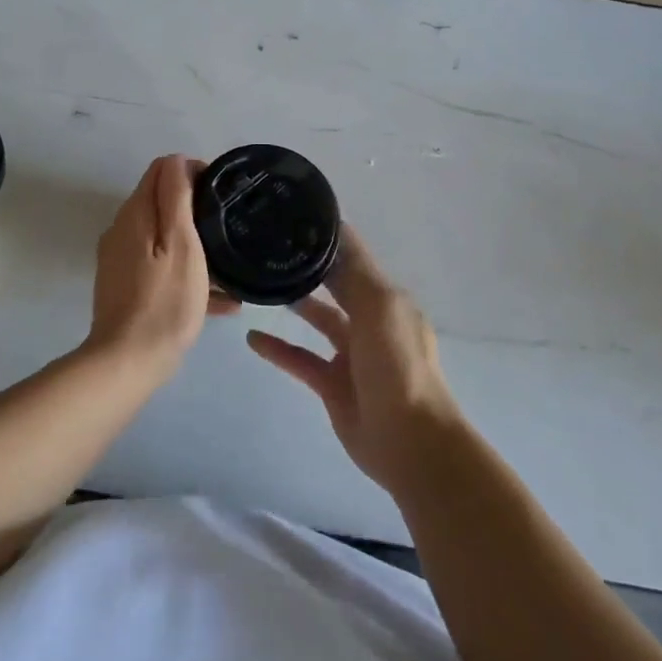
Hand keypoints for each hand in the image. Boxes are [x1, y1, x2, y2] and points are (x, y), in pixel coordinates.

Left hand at [87, 156, 238, 382]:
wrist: (128, 362)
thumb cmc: (164, 300)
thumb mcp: (181, 243)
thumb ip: (176, 197)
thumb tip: (176, 159)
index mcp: (135, 213)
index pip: (161, 169)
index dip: (192, 171)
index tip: (221, 192)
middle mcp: (122, 229)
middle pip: (161, 203)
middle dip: (195, 208)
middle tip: (228, 227)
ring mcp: (120, 259)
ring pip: (163, 237)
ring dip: (194, 244)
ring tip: (230, 267)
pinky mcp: (125, 286)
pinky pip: (160, 266)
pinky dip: (185, 271)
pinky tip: (220, 300)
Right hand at [246, 225, 463, 493]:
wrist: (410, 442)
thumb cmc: (398, 365)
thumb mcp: (380, 306)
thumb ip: (354, 270)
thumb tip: (334, 227)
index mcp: (387, 299)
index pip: (353, 258)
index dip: (327, 238)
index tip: (291, 218)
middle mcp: (371, 321)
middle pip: (336, 285)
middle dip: (310, 268)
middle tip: (269, 247)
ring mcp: (351, 355)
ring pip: (318, 319)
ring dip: (294, 302)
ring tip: (260, 284)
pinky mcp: (332, 385)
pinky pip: (300, 359)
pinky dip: (278, 348)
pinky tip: (252, 338)